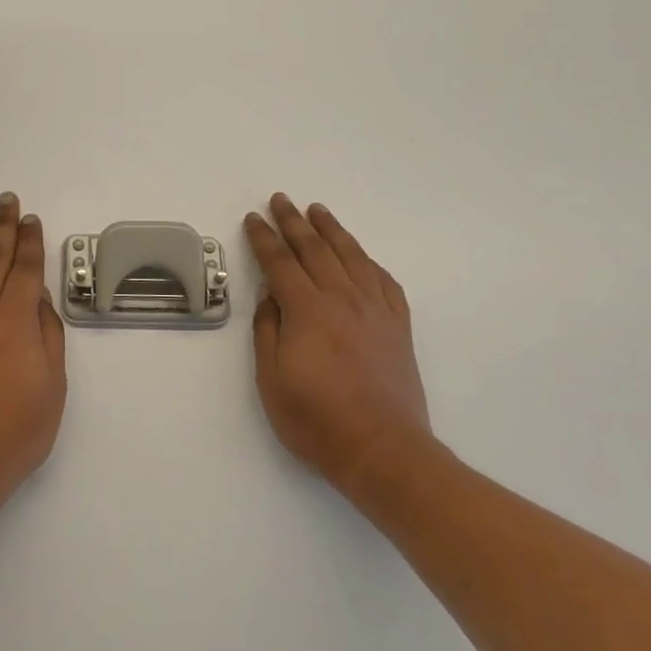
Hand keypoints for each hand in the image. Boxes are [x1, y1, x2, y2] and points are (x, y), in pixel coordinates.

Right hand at [243, 193, 432, 491]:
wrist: (383, 451)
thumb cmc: (317, 420)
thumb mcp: (271, 380)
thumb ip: (268, 331)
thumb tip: (270, 296)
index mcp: (307, 311)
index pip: (280, 262)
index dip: (264, 238)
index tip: (252, 218)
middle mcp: (342, 299)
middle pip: (315, 249)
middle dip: (293, 222)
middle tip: (280, 199)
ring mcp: (374, 310)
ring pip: (351, 256)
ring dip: (331, 229)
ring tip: (317, 210)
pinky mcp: (397, 325)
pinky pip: (383, 280)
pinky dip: (367, 260)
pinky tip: (359, 255)